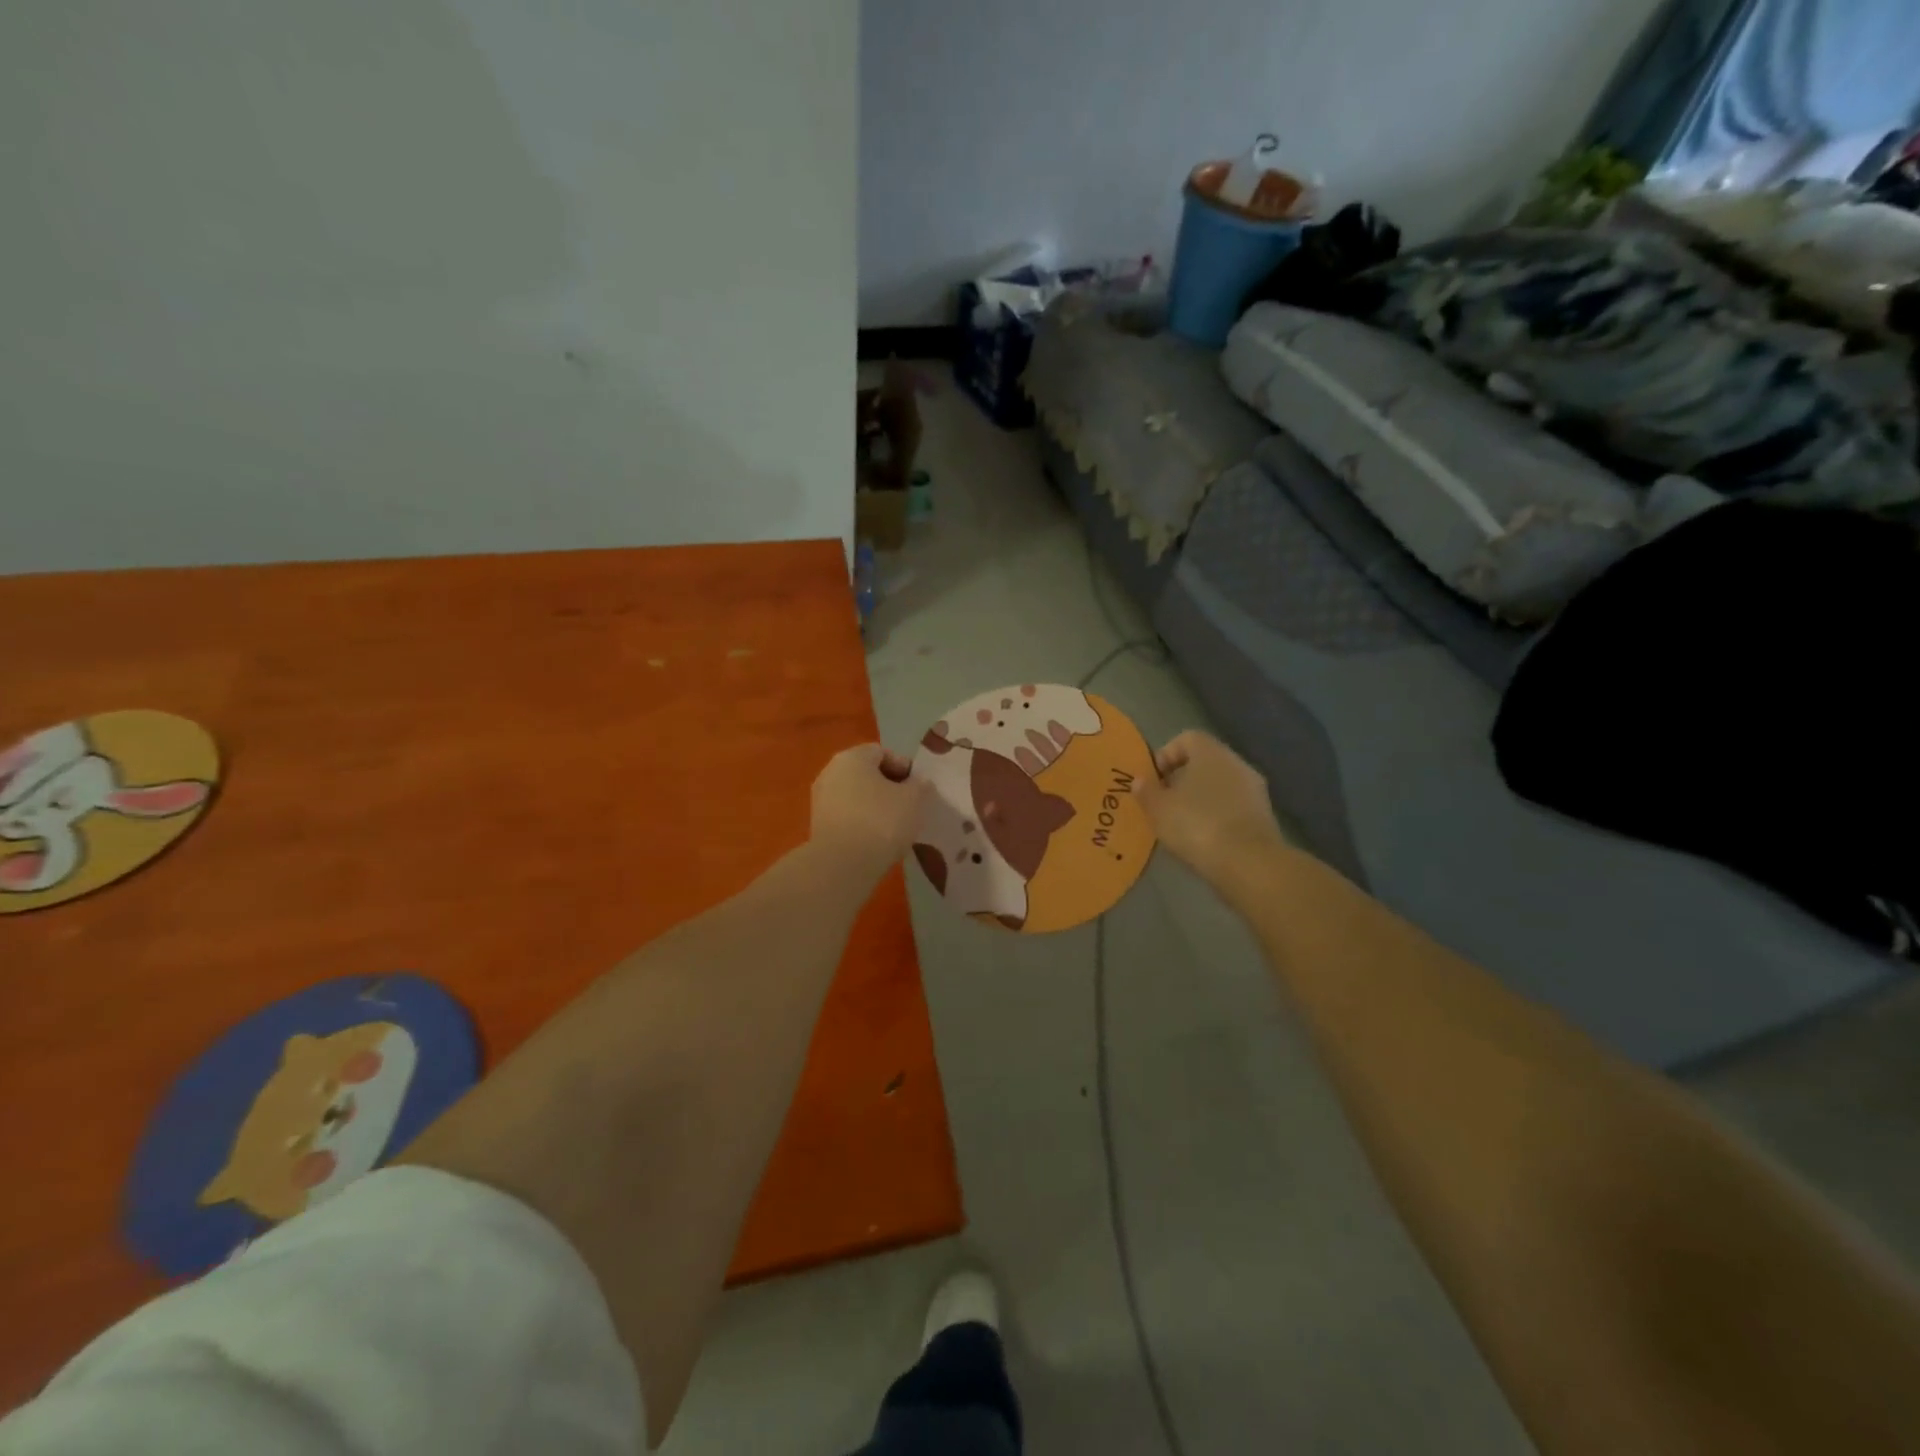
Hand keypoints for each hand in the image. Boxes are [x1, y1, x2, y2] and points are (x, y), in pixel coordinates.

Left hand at [808, 743, 929, 880]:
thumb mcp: (914, 800)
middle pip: (866, 773)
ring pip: (856, 796)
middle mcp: (831, 772)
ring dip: (875, 806)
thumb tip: (919, 782)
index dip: (904, 767)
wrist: (842, 864)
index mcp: (852, 757)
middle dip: (889, 787)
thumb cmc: (881, 821)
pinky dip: (862, 822)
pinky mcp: (818, 825)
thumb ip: (920, 786)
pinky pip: (847, 816)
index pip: (882, 752)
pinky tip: (877, 839)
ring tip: (895, 826)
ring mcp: (821, 799)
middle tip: (909, 806)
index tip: (918, 788)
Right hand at [1138, 730, 1285, 884]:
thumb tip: (1140, 780)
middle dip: (1182, 779)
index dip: (1166, 755)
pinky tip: (1203, 839)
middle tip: (1163, 803)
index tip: (1153, 780)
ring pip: (1220, 786)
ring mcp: (1254, 790)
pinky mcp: (1264, 816)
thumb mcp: (1158, 809)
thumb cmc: (1196, 825)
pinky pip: (1233, 807)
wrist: (1248, 863)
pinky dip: (1217, 817)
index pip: (1186, 738)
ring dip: (1200, 799)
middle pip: (1204, 762)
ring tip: (1181, 824)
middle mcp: (1236, 763)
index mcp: (1211, 752)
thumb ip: (1146, 791)